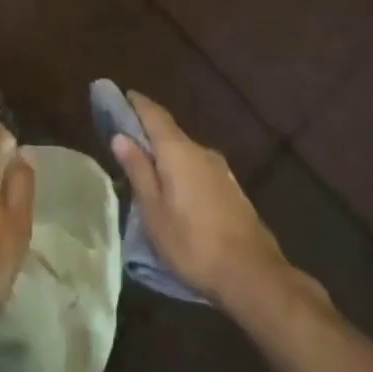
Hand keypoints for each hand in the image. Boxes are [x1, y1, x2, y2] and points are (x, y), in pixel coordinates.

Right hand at [110, 93, 290, 312]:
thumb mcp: (154, 212)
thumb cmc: (192, 243)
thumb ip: (138, 170)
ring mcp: (219, 169)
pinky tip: (174, 190)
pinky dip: (180, 169)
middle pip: (169, 132)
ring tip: (146, 170)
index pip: (154, 115)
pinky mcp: (230, 188)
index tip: (121, 96)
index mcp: (178, 151)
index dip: (136, 104)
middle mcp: (201, 151)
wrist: (252, 274)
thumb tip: (120, 136)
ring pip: (184, 152)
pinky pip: (197, 168)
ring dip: (165, 154)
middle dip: (148, 132)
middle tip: (125, 140)